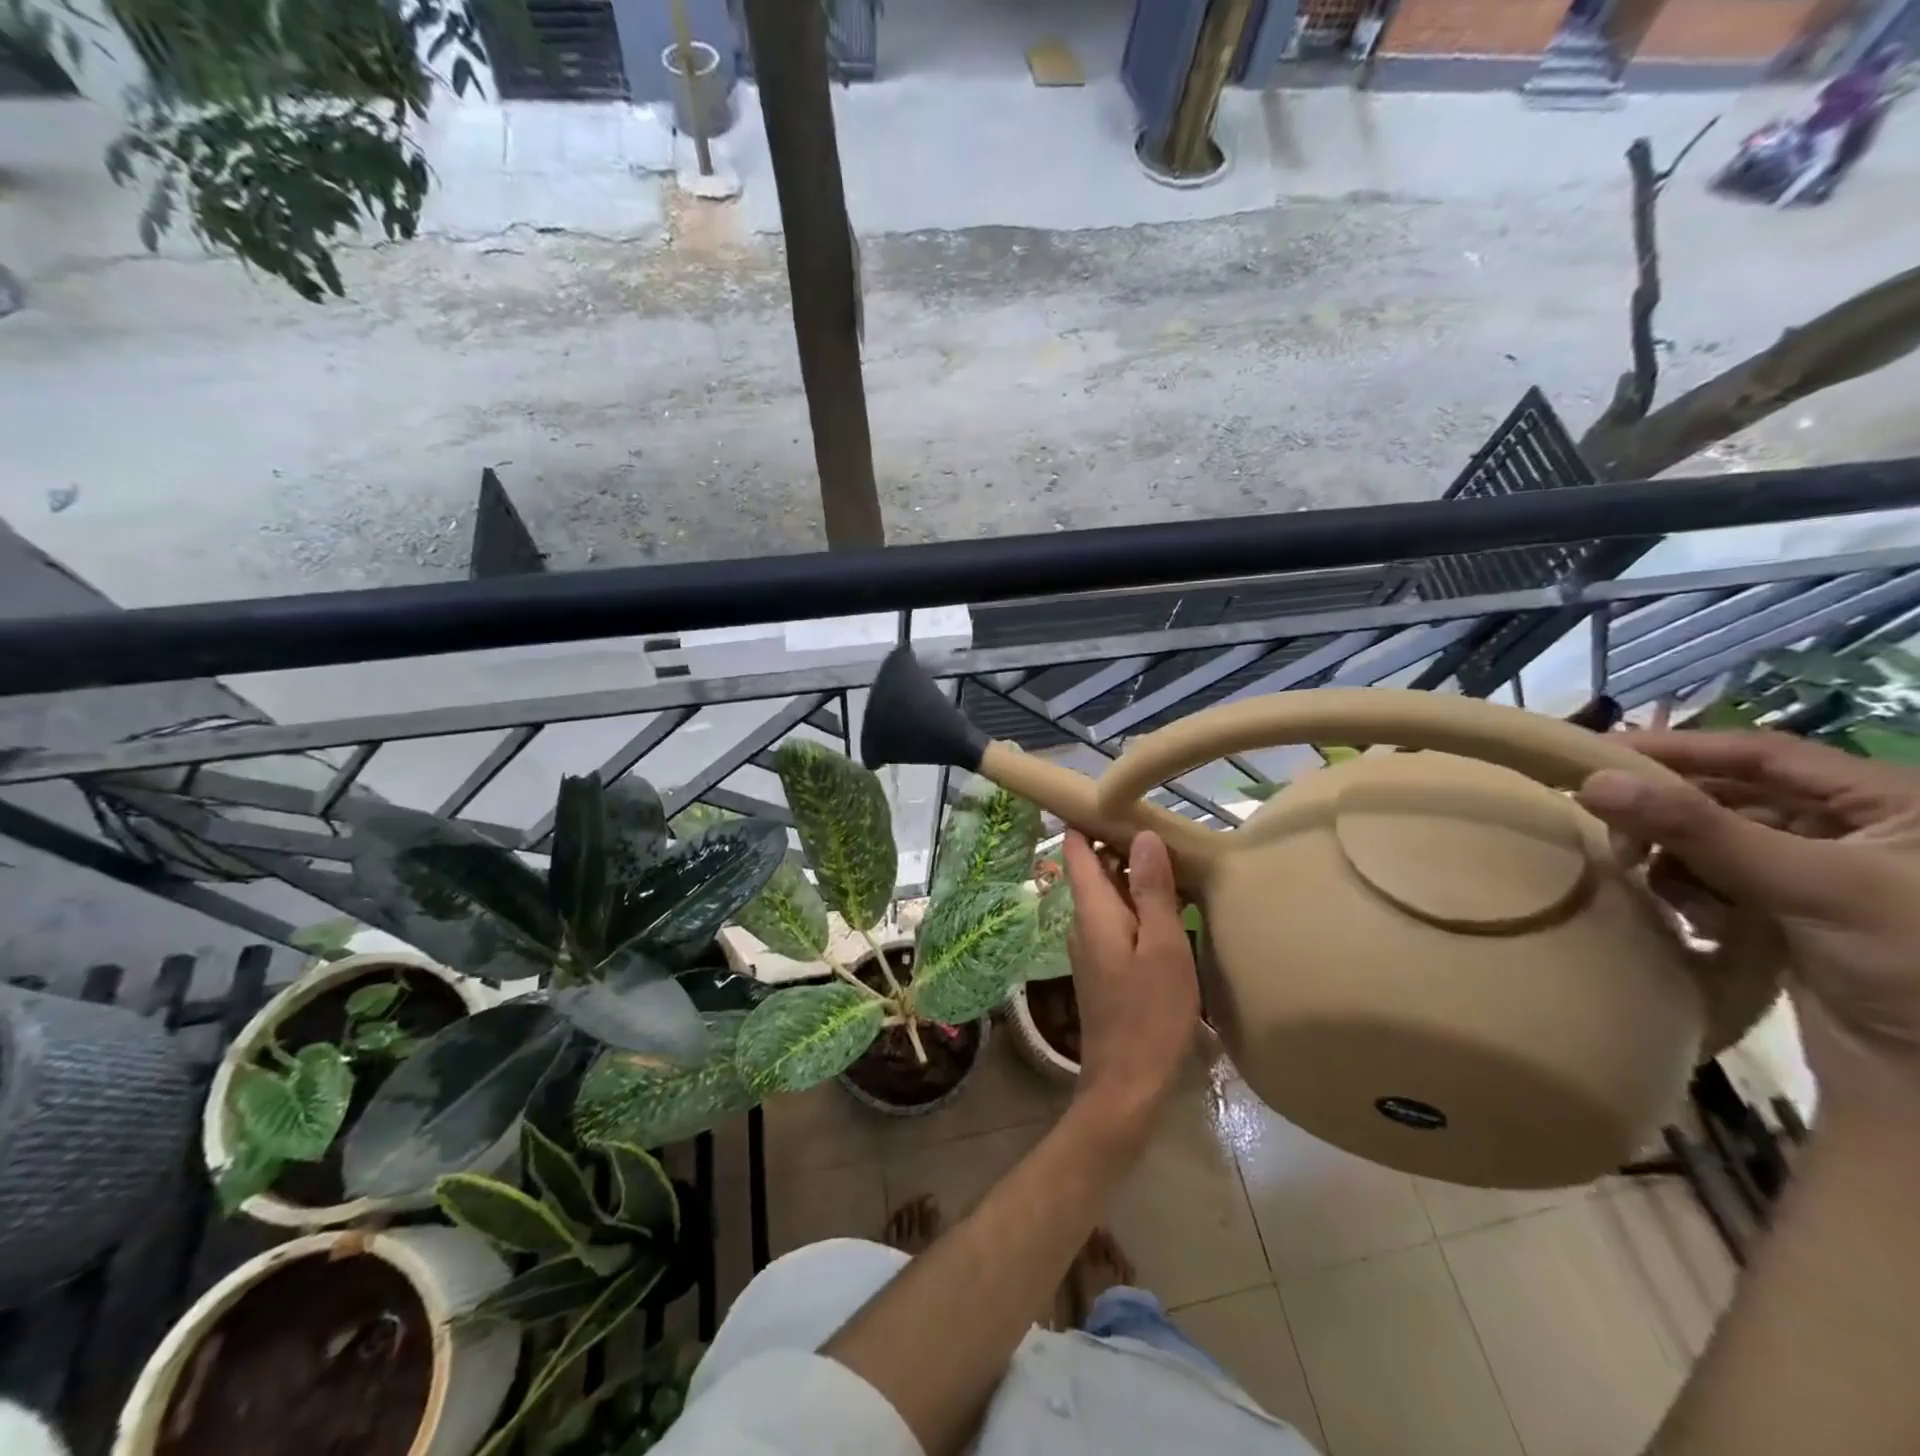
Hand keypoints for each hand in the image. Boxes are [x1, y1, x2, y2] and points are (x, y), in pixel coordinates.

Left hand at [1060, 830, 1199, 1146]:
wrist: (1127, 1082)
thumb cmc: (1149, 1012)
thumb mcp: (1162, 947)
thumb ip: (1152, 890)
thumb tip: (1141, 835)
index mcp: (1092, 910)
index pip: (1077, 850)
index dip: (1086, 819)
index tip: (1112, 795)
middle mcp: (1083, 921)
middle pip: (1094, 869)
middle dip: (1120, 844)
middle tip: (1163, 824)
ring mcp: (1091, 945)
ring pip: (1107, 894)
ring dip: (1133, 875)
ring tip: (1173, 857)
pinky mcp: (1103, 964)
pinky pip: (1116, 918)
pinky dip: (1137, 903)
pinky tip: (1169, 906)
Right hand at [1578, 731, 1919, 1119]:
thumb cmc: (1914, 965)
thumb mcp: (1811, 885)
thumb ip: (1698, 829)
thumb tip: (1592, 780)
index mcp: (1890, 803)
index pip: (1761, 753)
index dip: (1679, 748)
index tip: (1595, 754)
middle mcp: (1857, 830)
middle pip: (1733, 797)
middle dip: (1669, 814)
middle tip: (1611, 830)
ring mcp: (1824, 877)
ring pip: (1718, 842)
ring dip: (1676, 859)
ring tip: (1647, 882)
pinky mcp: (1796, 917)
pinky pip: (1721, 882)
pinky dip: (1693, 893)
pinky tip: (1691, 919)